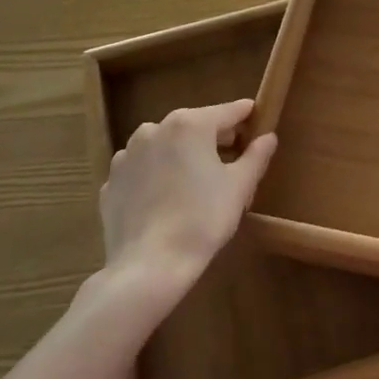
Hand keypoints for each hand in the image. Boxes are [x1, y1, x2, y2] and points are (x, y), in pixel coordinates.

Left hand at [100, 100, 275, 288]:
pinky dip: (156, 176)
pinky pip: (142, 170)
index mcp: (190, 124)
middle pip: (194, 126)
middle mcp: (155, 129)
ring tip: (196, 184)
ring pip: (165, 146)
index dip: (246, 116)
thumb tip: (268, 137)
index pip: (228, 111)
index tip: (258, 120)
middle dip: (214, 139)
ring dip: (182, 156)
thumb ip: (256, 156)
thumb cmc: (202, 219)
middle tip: (232, 160)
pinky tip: (166, 201)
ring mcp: (127, 155)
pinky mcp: (110, 181)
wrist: (147, 266)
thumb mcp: (240, 187)